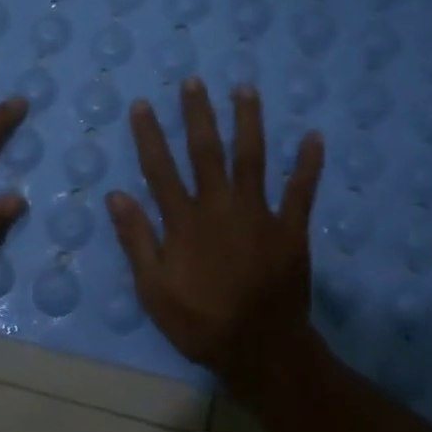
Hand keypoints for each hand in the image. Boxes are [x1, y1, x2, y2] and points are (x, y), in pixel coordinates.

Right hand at [106, 79, 324, 387]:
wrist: (260, 348)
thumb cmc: (200, 322)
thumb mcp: (153, 289)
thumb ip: (136, 240)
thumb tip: (116, 195)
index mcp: (184, 221)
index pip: (161, 169)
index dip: (150, 136)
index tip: (143, 105)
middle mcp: (220, 207)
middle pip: (207, 152)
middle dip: (198, 115)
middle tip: (194, 82)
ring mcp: (260, 215)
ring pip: (253, 158)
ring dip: (249, 122)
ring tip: (245, 90)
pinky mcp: (291, 229)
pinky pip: (302, 191)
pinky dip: (308, 165)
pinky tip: (314, 137)